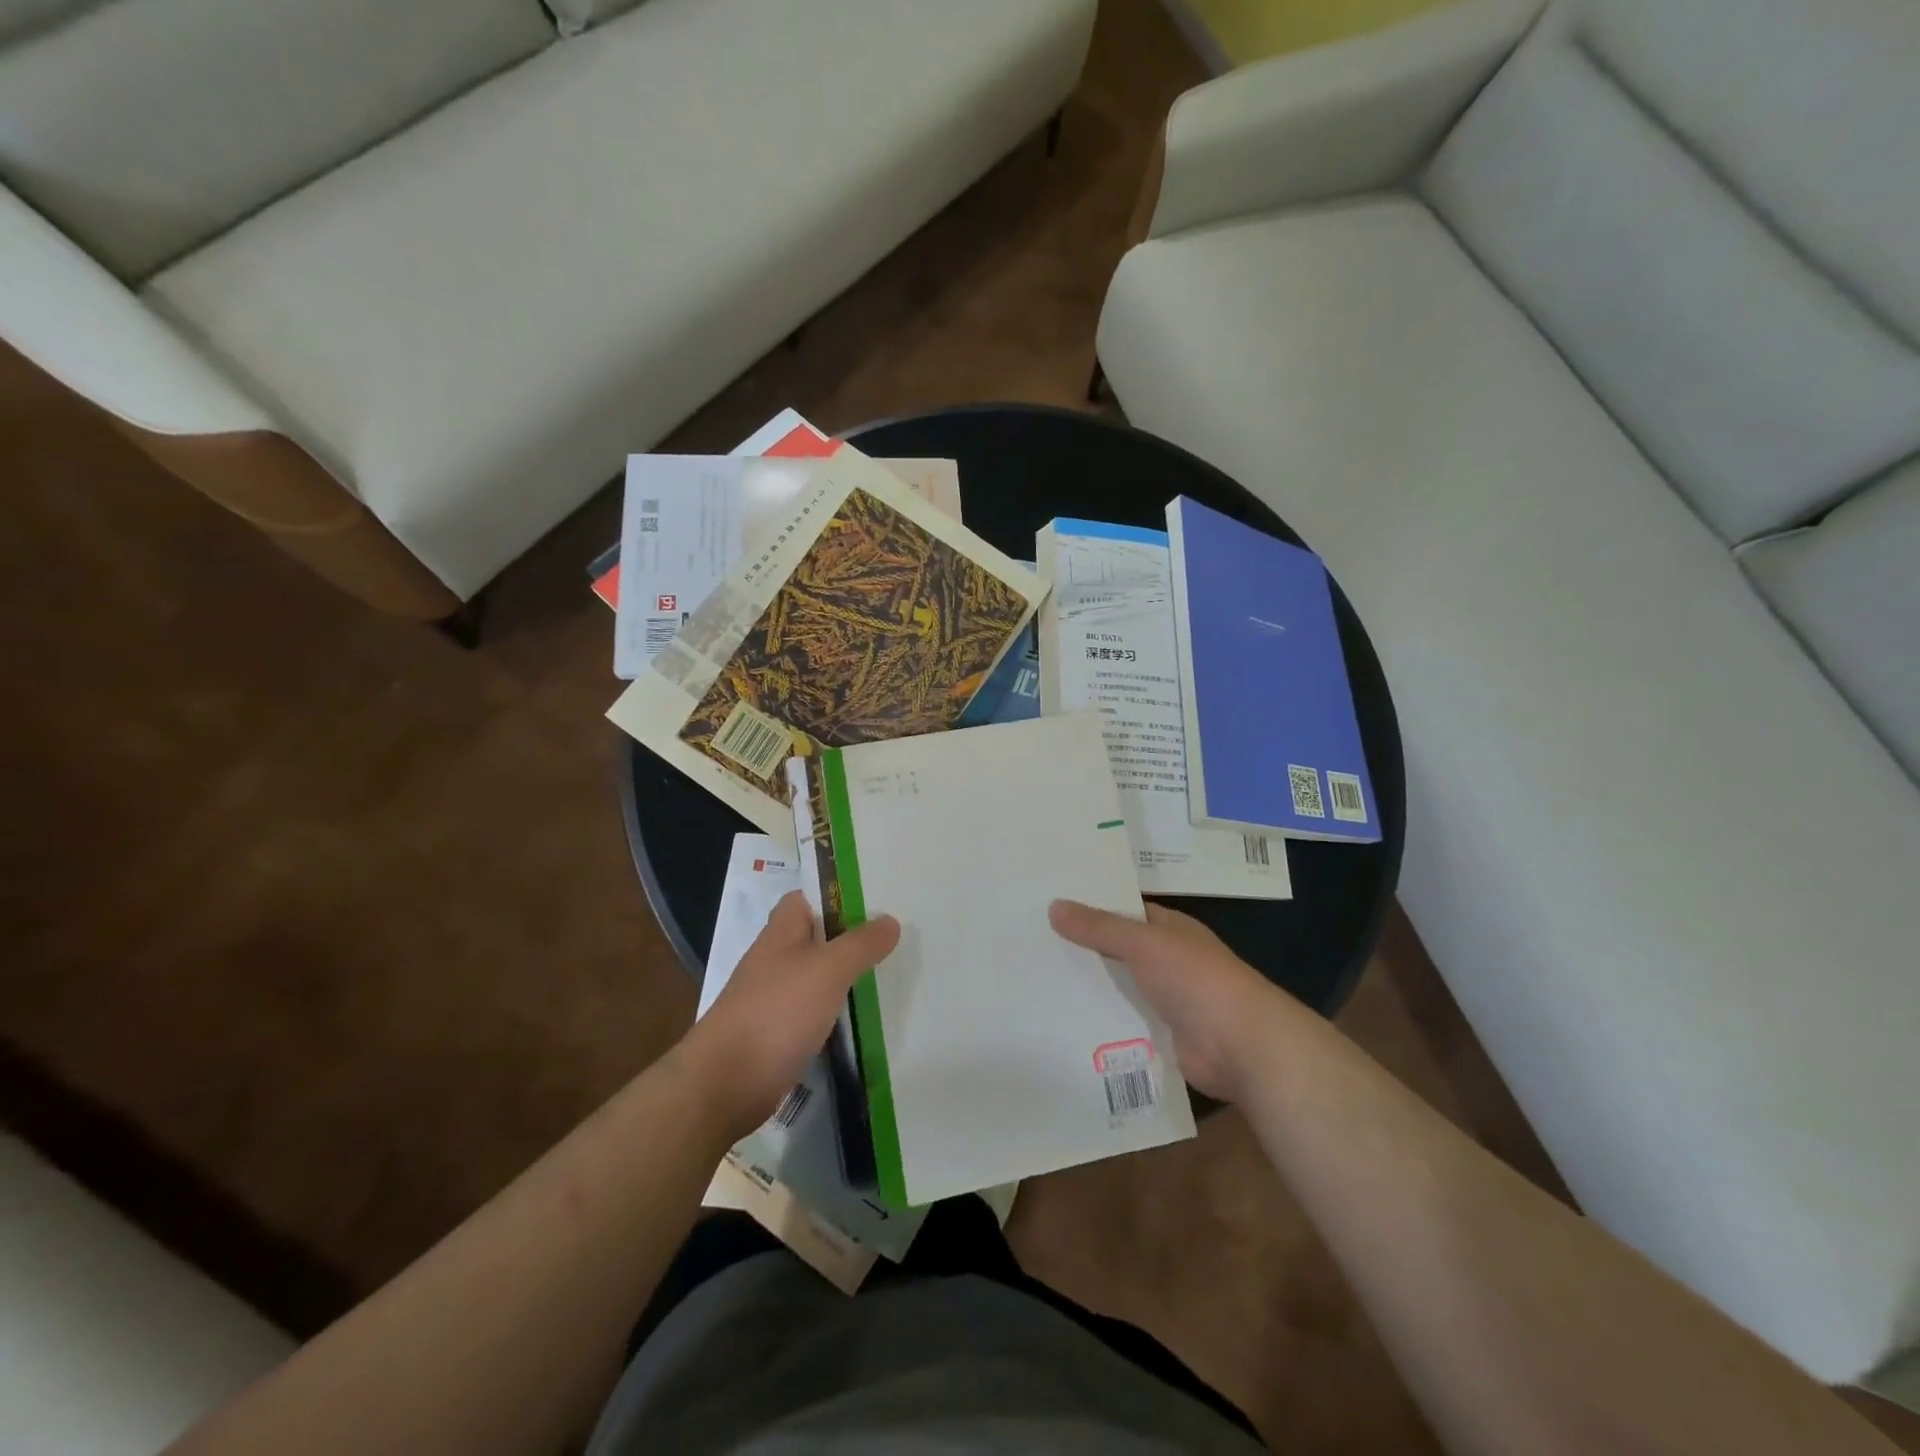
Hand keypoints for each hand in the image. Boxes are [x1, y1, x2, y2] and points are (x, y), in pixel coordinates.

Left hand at [678, 891, 899, 1142]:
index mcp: (781, 932)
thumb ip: (860, 944)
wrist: (726, 1084)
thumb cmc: (777, 1012)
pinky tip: (865, 1017)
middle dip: (851, 936)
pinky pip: (815, 1012)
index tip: (874, 897)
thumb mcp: (828, 969)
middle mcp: (776, 960)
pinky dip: (837, 1012)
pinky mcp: (779, 1034)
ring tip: (892, 972)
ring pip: (818, 976)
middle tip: (896, 935)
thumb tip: (890, 921)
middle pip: (816, 937)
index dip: (835, 894)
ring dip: (847, 975)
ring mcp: (775, 999)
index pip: (806, 898)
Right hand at [1049, 900, 1276, 1101]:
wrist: (1241, 1045)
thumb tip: (1054, 906)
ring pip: (1118, 988)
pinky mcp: (1161, 1036)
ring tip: (1037, 982)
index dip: (1091, 907)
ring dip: (1089, 988)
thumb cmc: (1195, 978)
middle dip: (1083, 949)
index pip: (1125, 911)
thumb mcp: (1142, 942)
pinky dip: (1100, 1022)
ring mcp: (1166, 1000)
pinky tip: (1062, 1021)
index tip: (1049, 905)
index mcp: (1170, 929)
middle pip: (1117, 950)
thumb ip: (1098, 927)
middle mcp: (1168, 960)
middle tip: (1031, 945)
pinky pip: (1123, 1023)